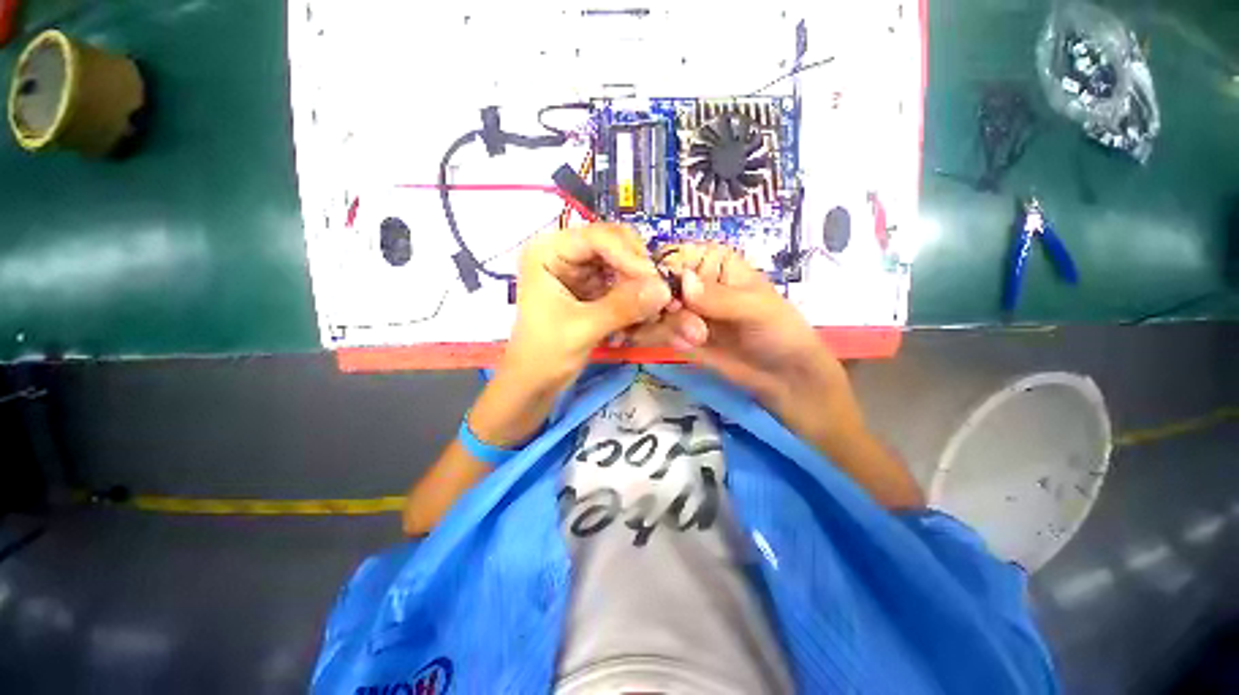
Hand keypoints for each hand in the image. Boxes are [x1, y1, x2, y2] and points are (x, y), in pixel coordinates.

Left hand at [502, 224, 671, 393]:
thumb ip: (623, 307)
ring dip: (641, 283)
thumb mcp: (583, 329)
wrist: (535, 382)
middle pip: (614, 244)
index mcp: (548, 251)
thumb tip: (665, 290)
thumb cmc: (545, 354)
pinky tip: (646, 312)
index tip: (655, 282)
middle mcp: (565, 252)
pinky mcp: (591, 288)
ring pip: (622, 263)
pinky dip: (636, 295)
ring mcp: (580, 270)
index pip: (597, 238)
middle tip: (661, 294)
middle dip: (639, 269)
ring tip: (657, 307)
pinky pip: (622, 282)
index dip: (630, 256)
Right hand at [631, 243, 835, 407]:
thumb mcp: (755, 309)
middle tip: (690, 326)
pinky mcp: (678, 335)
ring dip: (667, 326)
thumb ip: (720, 297)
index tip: (666, 296)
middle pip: (654, 285)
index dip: (660, 272)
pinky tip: (687, 346)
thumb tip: (684, 283)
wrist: (782, 376)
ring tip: (696, 340)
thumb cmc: (779, 330)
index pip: (673, 256)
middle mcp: (692, 283)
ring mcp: (683, 310)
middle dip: (664, 307)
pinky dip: (663, 339)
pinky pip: (655, 332)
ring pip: (652, 311)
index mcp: (713, 262)